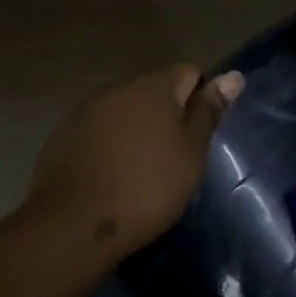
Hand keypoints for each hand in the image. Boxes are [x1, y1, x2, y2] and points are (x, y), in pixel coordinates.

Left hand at [26, 63, 243, 258]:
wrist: (75, 223)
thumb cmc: (147, 188)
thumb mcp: (190, 155)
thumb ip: (208, 113)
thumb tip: (233, 76)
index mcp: (153, 87)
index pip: (189, 73)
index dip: (201, 99)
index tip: (200, 136)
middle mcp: (116, 87)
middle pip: (153, 91)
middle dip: (167, 115)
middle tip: (175, 158)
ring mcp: (84, 110)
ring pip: (123, 111)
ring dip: (136, 131)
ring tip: (141, 170)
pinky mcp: (62, 135)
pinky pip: (98, 131)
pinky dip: (110, 145)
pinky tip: (111, 176)